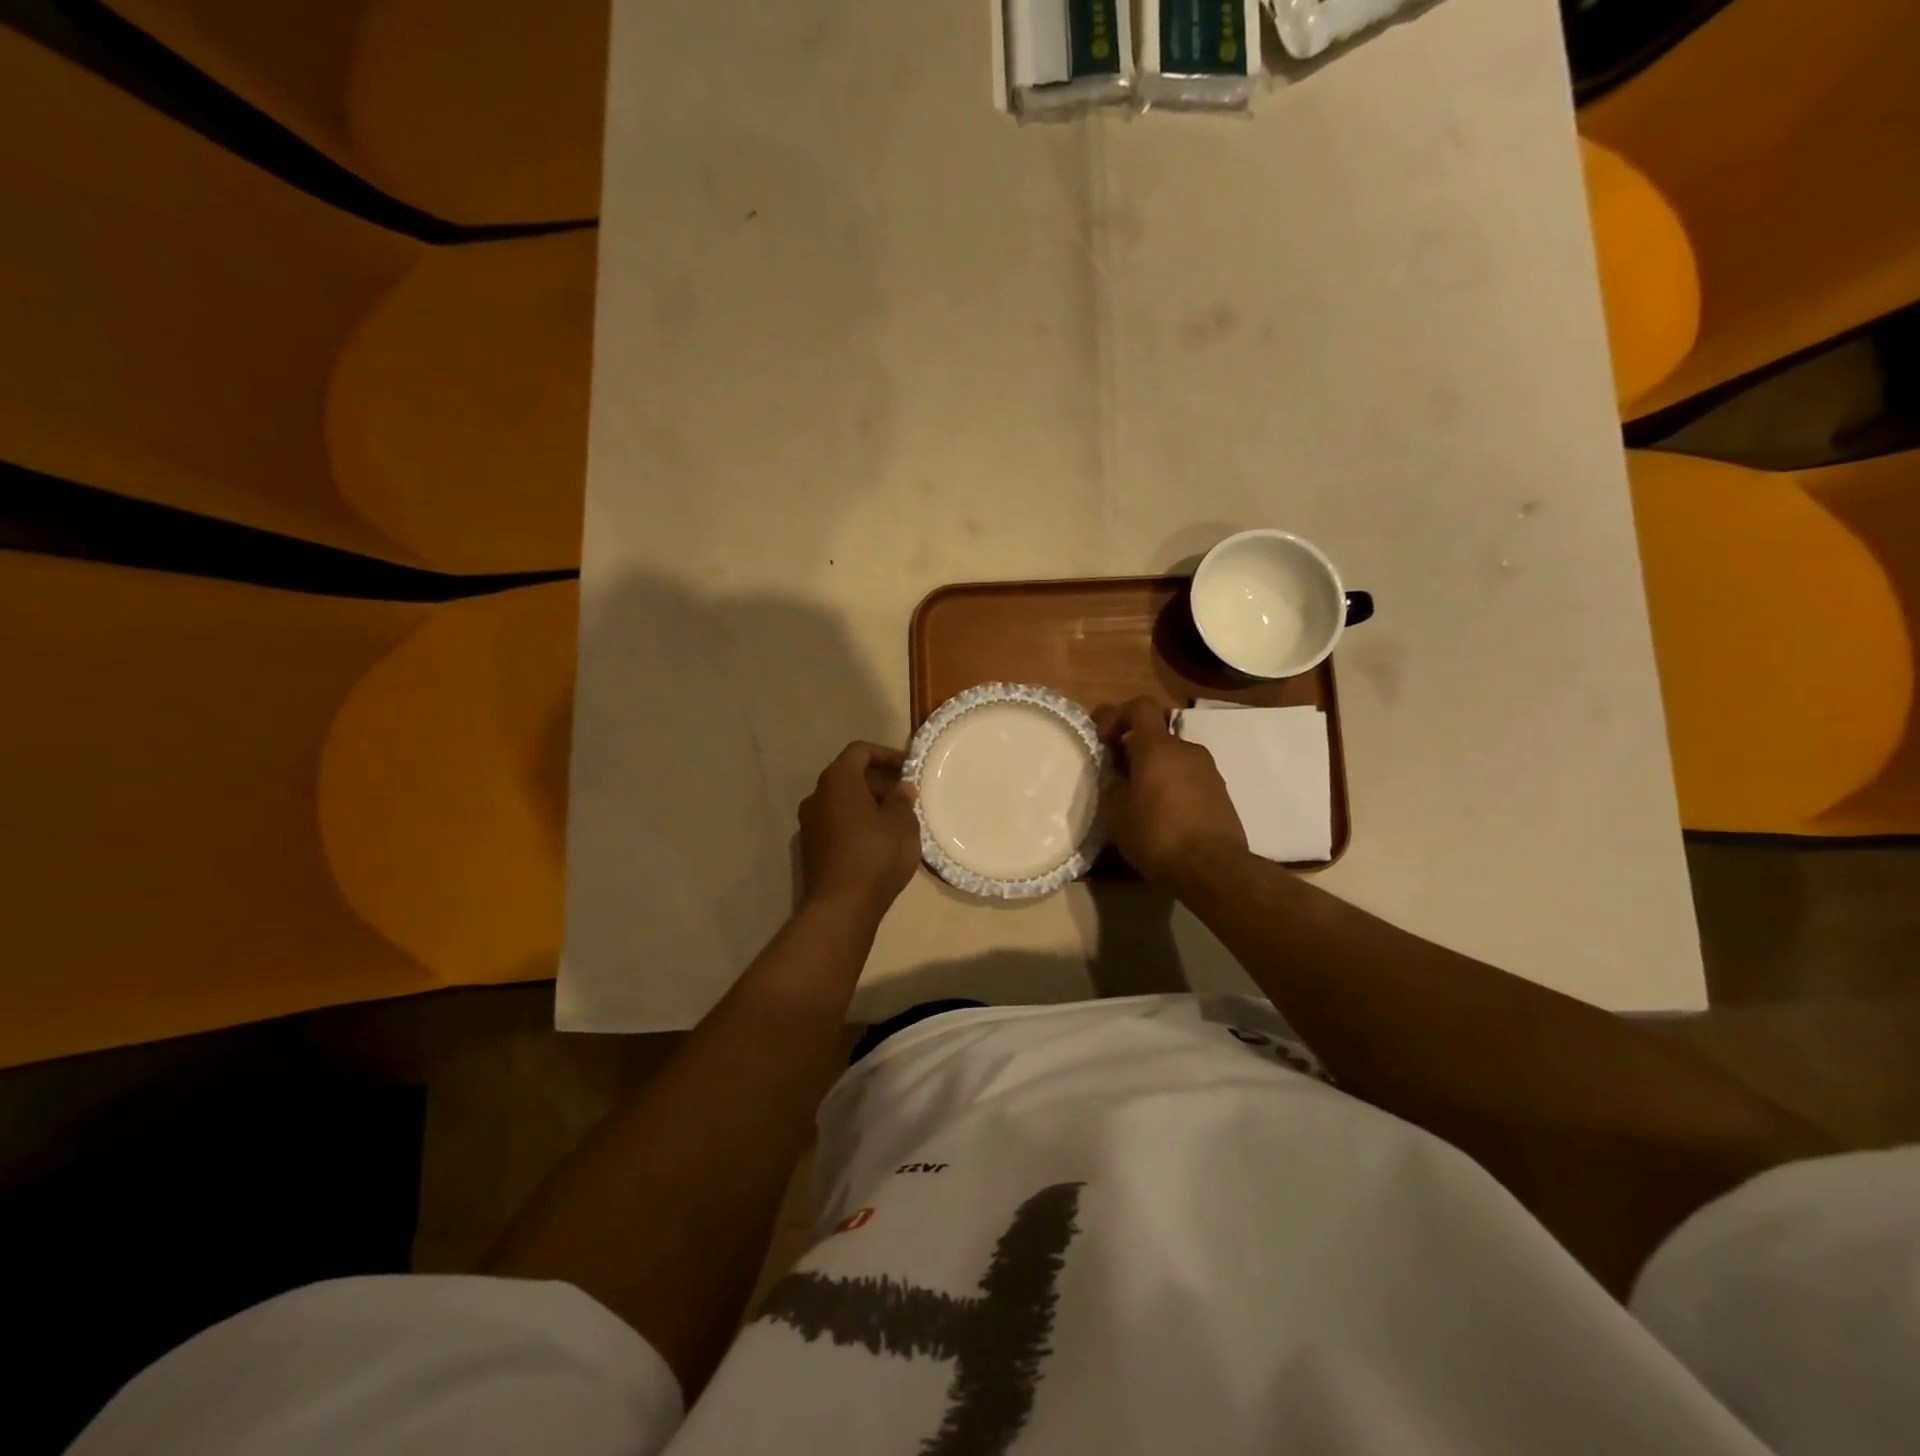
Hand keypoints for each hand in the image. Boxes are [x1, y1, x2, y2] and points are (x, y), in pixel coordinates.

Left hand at [798, 742, 920, 920]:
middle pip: (849, 776)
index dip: (886, 755)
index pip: (859, 751)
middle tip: (906, 796)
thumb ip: (902, 799)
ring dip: (868, 804)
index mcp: (837, 780)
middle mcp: (817, 796)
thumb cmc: (876, 854)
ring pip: (842, 802)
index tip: (908, 768)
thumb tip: (901, 788)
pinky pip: (836, 823)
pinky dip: (856, 822)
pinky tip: (878, 841)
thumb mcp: (902, 823)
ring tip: (896, 819)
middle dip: (879, 781)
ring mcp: (809, 823)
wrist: (841, 906)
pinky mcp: (810, 848)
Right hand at [1094, 698, 1246, 887]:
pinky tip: (1164, 817)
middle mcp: (1186, 750)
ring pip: (1173, 759)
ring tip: (1141, 803)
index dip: (1117, 715)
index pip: (1140, 706)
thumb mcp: (1117, 811)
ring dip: (1155, 771)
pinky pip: (1189, 779)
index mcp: (1158, 747)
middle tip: (1119, 777)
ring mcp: (1208, 771)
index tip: (1103, 740)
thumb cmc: (1156, 834)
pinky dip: (1173, 787)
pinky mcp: (1220, 793)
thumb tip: (1115, 770)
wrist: (1212, 868)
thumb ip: (1112, 782)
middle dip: (1135, 750)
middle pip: (1157, 735)